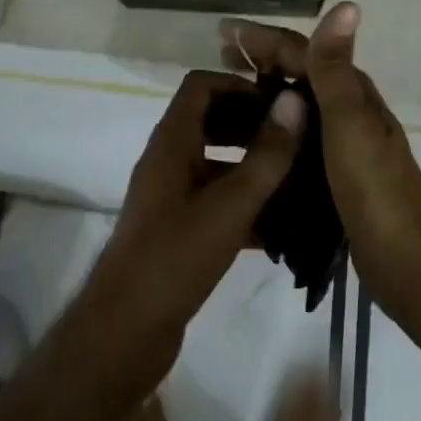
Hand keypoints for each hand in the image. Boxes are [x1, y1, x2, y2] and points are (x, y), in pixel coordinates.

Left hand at [78, 70, 304, 390]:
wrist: (123, 335)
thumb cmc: (174, 258)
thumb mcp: (229, 204)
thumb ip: (266, 154)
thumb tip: (295, 101)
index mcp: (172, 142)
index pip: (201, 85)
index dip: (239, 85)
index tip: (279, 103)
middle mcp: (168, 161)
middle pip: (210, 121)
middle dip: (252, 124)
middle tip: (296, 138)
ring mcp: (170, 197)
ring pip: (216, 164)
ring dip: (252, 166)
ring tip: (297, 178)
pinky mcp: (177, 231)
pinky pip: (215, 202)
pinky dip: (244, 205)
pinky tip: (281, 228)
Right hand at [221, 3, 420, 361]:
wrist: (407, 263)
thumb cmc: (375, 189)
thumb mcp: (350, 123)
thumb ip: (336, 68)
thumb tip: (347, 5)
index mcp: (352, 94)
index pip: (303, 51)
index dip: (264, 38)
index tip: (223, 30)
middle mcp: (349, 112)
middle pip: (300, 74)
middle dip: (262, 61)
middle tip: (220, 57)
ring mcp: (345, 147)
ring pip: (298, 108)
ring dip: (266, 94)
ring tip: (226, 97)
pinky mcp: (337, 178)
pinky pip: (299, 141)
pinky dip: (275, 131)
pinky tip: (253, 144)